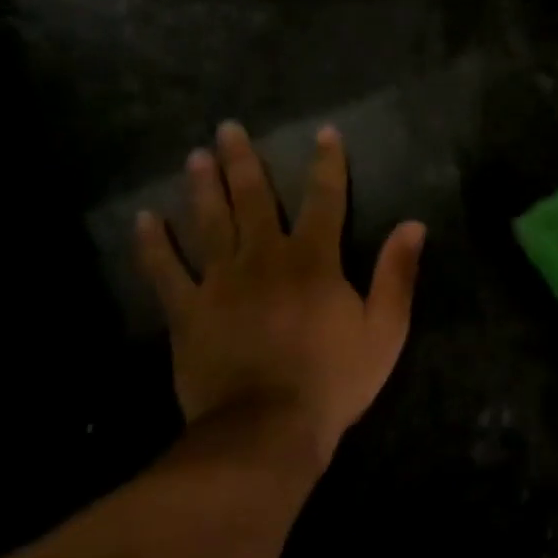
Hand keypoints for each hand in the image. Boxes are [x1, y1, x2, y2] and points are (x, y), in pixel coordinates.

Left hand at [134, 122, 424, 471]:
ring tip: (195, 157)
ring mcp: (220, 283)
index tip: (324, 132)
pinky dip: (152, 244)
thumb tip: (414, 224)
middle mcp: (264, 258)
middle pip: (252, 200)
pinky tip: (143, 219)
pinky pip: (164, 271)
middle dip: (244, 162)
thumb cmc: (333, 379)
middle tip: (227, 128)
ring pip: (208, 223)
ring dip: (202, 187)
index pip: (324, 199)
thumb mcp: (385, 330)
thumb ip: (397, 274)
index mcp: (314, 261)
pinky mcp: (187, 311)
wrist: (267, 430)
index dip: (327, 164)